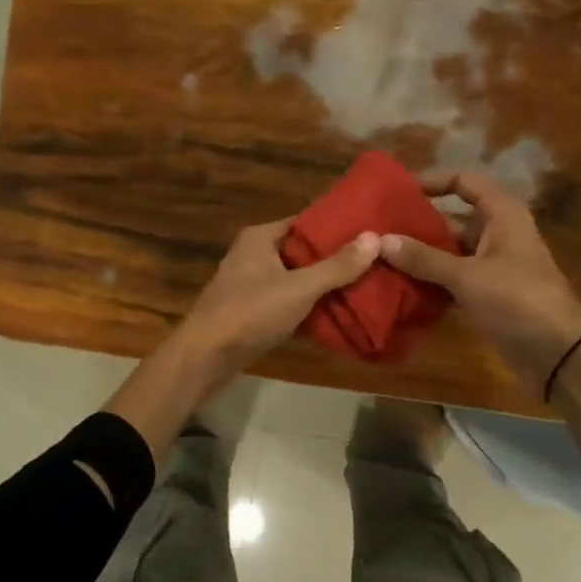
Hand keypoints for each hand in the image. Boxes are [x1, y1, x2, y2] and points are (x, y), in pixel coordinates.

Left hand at [175, 219, 380, 389]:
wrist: (205, 358)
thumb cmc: (249, 313)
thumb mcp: (299, 288)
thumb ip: (336, 266)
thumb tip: (375, 238)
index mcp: (260, 238)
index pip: (305, 223)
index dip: (337, 228)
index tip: (371, 233)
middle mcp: (253, 256)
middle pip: (302, 253)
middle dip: (334, 260)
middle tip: (375, 263)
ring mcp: (250, 286)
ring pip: (295, 280)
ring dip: (322, 287)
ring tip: (365, 288)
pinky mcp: (251, 313)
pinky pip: (286, 304)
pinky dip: (307, 309)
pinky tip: (337, 315)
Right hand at [380, 170, 580, 397]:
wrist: (558, 352)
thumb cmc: (516, 300)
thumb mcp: (466, 276)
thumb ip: (423, 258)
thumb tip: (380, 240)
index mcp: (501, 215)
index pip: (464, 181)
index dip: (432, 181)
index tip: (396, 192)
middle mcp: (497, 234)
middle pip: (451, 219)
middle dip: (416, 226)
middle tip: (376, 231)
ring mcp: (492, 266)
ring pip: (449, 252)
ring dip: (419, 257)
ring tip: (379, 258)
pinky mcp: (487, 294)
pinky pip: (452, 280)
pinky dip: (430, 282)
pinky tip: (399, 288)